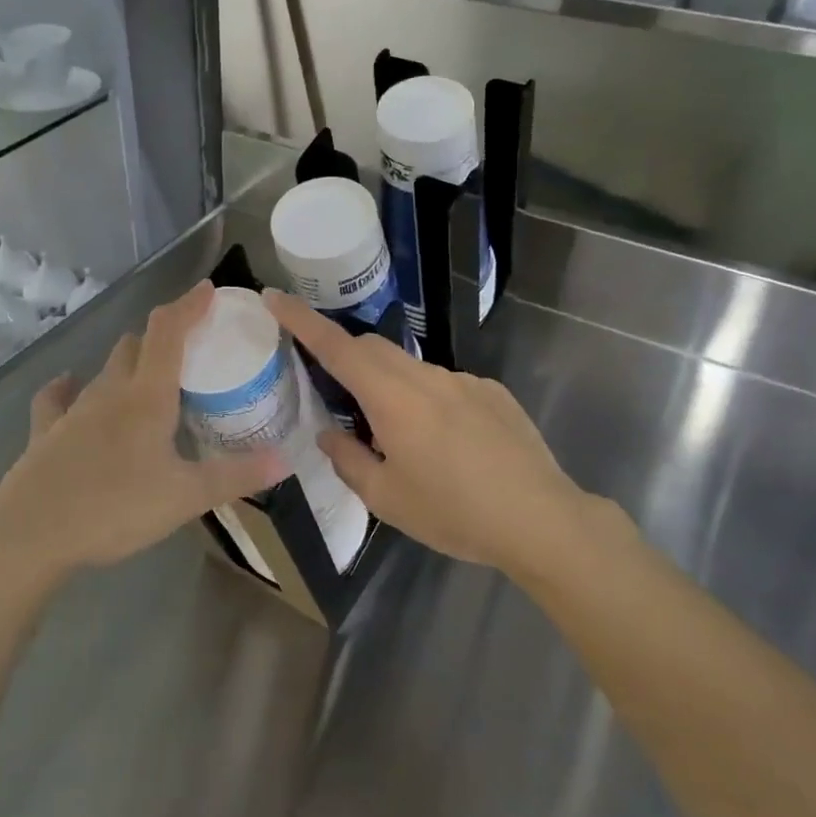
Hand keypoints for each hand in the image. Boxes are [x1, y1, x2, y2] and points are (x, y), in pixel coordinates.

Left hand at [0, 283, 279, 585]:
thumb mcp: (185, 497)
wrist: (30, 535)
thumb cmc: (114, 508)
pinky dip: (70, 388)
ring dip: (128, 361)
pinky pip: (58, 398)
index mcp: (147, 396)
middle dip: (163, 335)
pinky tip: (71, 387)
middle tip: (189, 346)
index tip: (208, 289)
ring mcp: (73, 409)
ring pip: (105, 369)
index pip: (169, 331)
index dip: (188, 305)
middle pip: (137, 344)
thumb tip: (286, 459)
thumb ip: (236, 476)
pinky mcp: (45, 432)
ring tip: (148, 374)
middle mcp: (110, 391)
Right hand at [264, 289, 595, 574]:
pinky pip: (446, 383)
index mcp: (393, 399)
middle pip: (373, 347)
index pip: (337, 346)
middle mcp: (427, 377)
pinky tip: (450, 445)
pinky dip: (429, 400)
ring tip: (403, 439)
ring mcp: (465, 380)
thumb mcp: (387, 499)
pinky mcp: (492, 391)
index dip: (302, 320)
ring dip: (390, 386)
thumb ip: (348, 459)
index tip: (274, 297)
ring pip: (410, 368)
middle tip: (337, 393)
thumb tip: (330, 433)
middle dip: (346, 355)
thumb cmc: (455, 514)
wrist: (541, 519)